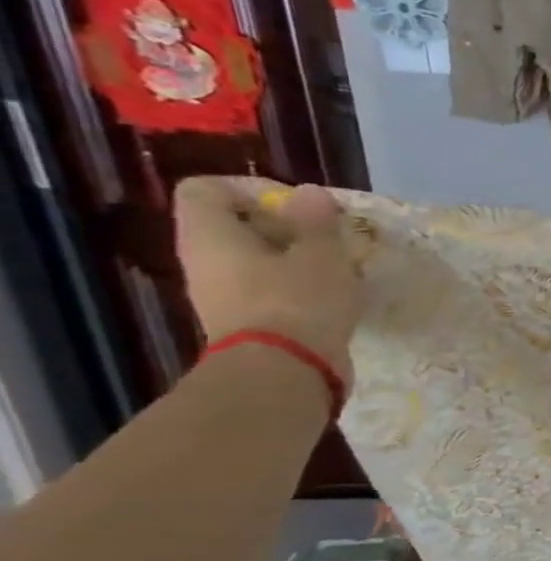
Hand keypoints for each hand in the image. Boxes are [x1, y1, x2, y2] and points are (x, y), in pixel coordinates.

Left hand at [173, 177, 362, 387]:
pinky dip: (298, 285)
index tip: (298, 206)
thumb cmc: (298, 301)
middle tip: (327, 236)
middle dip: (285, 225)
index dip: (251, 188)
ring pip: (255, 259)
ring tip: (337, 265)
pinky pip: (268, 288)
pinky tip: (333, 294)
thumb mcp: (321, 253)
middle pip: (235, 225)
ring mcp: (222, 295)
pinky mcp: (246, 321)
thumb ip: (316, 220)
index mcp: (210, 236)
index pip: (207, 190)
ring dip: (296, 256)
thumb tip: (308, 194)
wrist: (285, 372)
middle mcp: (204, 262)